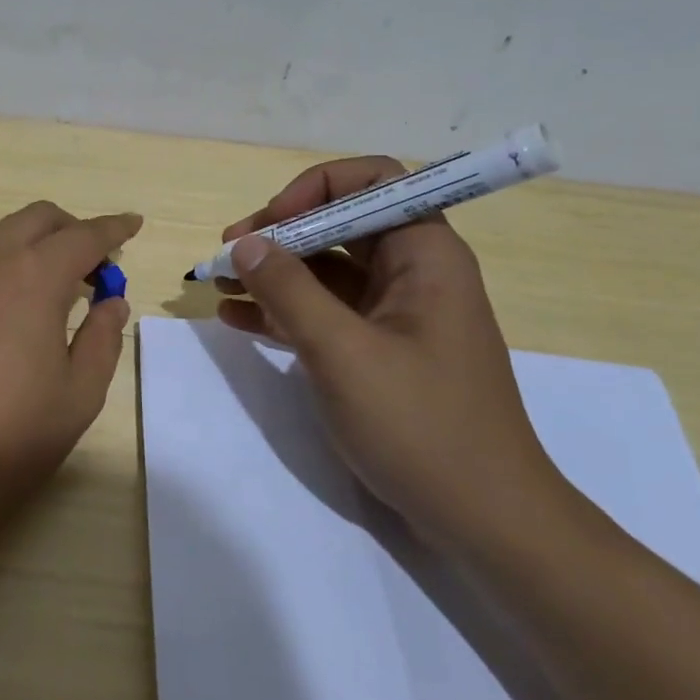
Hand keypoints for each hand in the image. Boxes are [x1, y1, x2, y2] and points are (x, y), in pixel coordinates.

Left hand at [0, 203, 140, 556]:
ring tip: (33, 277)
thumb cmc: (10, 437)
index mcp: (36, 276)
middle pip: (35, 219)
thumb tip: (111, 301)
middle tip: (88, 264)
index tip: (132, 224)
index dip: (113, 229)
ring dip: (19, 239)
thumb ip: (103, 338)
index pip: (84, 236)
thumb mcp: (79, 395)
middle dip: (69, 230)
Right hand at [216, 158, 569, 552]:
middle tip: (225, 255)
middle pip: (339, 224)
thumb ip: (290, 290)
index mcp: (424, 254)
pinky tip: (235, 318)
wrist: (482, 518)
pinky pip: (324, 313)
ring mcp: (394, 314)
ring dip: (272, 272)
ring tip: (217, 283)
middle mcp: (412, 273)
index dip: (315, 189)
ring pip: (325, 270)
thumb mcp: (343, 352)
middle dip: (279, 233)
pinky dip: (282, 311)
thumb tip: (245, 242)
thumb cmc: (421, 425)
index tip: (270, 223)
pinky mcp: (378, 350)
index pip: (372, 181)